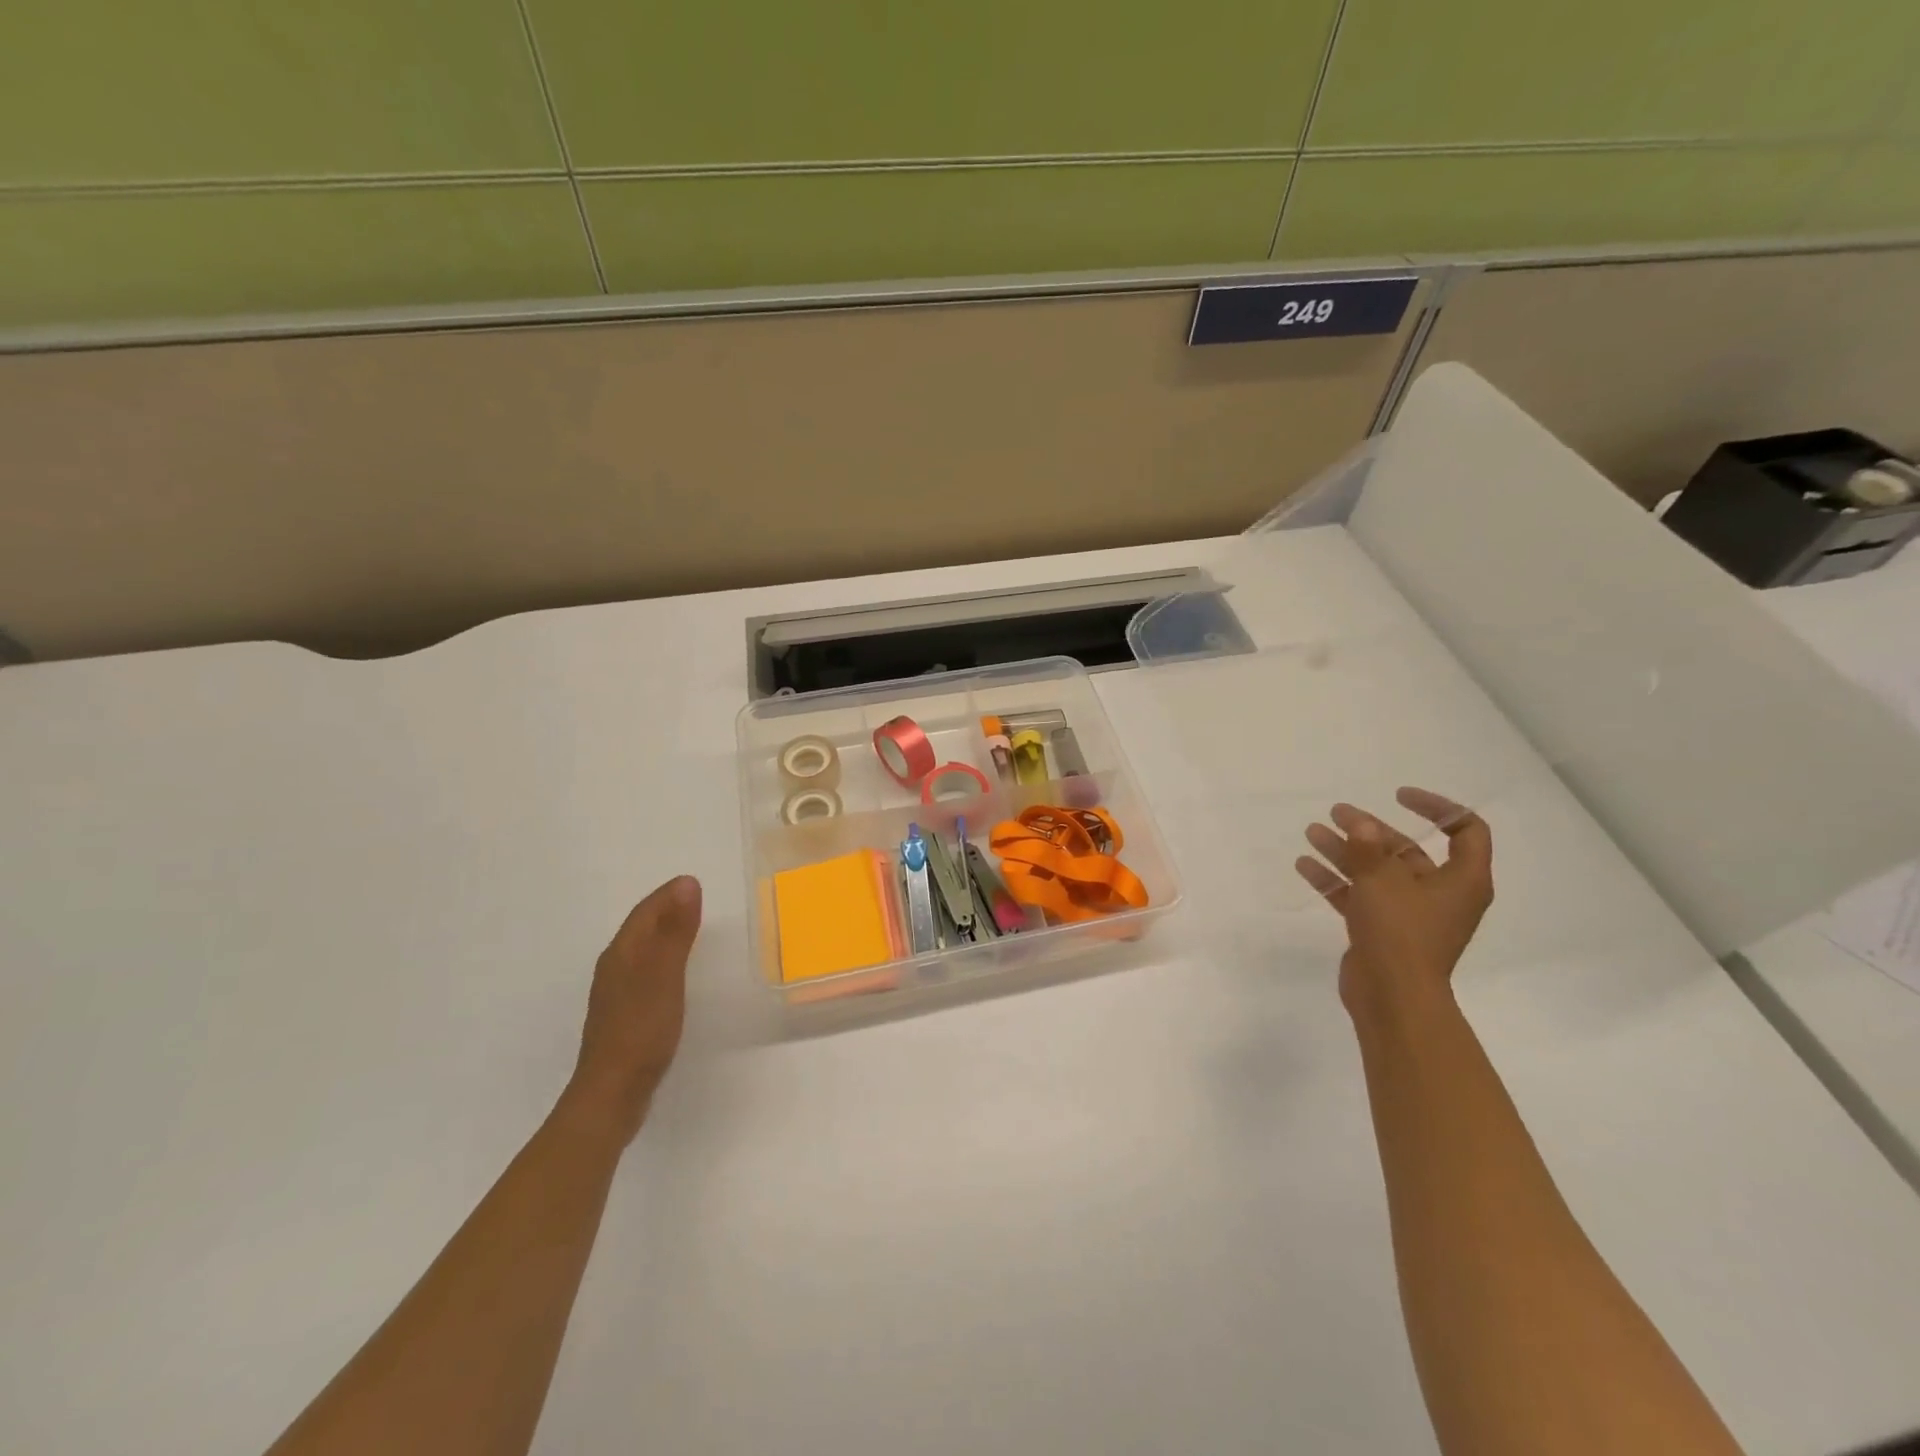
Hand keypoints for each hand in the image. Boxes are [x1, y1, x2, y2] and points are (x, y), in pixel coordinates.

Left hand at [565, 875, 701, 1141]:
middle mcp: (614, 969)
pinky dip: (662, 960)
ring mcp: (616, 995)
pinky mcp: (624, 1016)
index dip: (669, 895)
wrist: (611, 1095)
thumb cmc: (641, 1030)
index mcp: (622, 954)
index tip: (695, 883)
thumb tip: (687, 884)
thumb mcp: (665, 976)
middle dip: (666, 910)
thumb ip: (676, 932)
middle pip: (641, 929)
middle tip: (696, 900)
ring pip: (641, 951)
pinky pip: (645, 972)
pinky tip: (674, 974)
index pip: (645, 912)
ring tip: (690, 930)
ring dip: (663, 935)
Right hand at [1294, 788, 1492, 1022]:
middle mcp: (1440, 894)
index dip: (1438, 807)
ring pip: (1377, 872)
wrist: (1392, 997)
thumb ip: (1368, 846)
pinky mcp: (1382, 931)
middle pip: (1407, 851)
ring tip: (1313, 832)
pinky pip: (1359, 896)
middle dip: (1370, 830)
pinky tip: (1306, 865)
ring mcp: (1409, 915)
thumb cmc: (1400, 933)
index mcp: (1461, 880)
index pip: (1466, 831)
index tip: (1398, 796)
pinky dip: (1336, 880)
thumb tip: (1361, 823)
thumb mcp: (1382, 880)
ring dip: (1346, 851)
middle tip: (1337, 813)